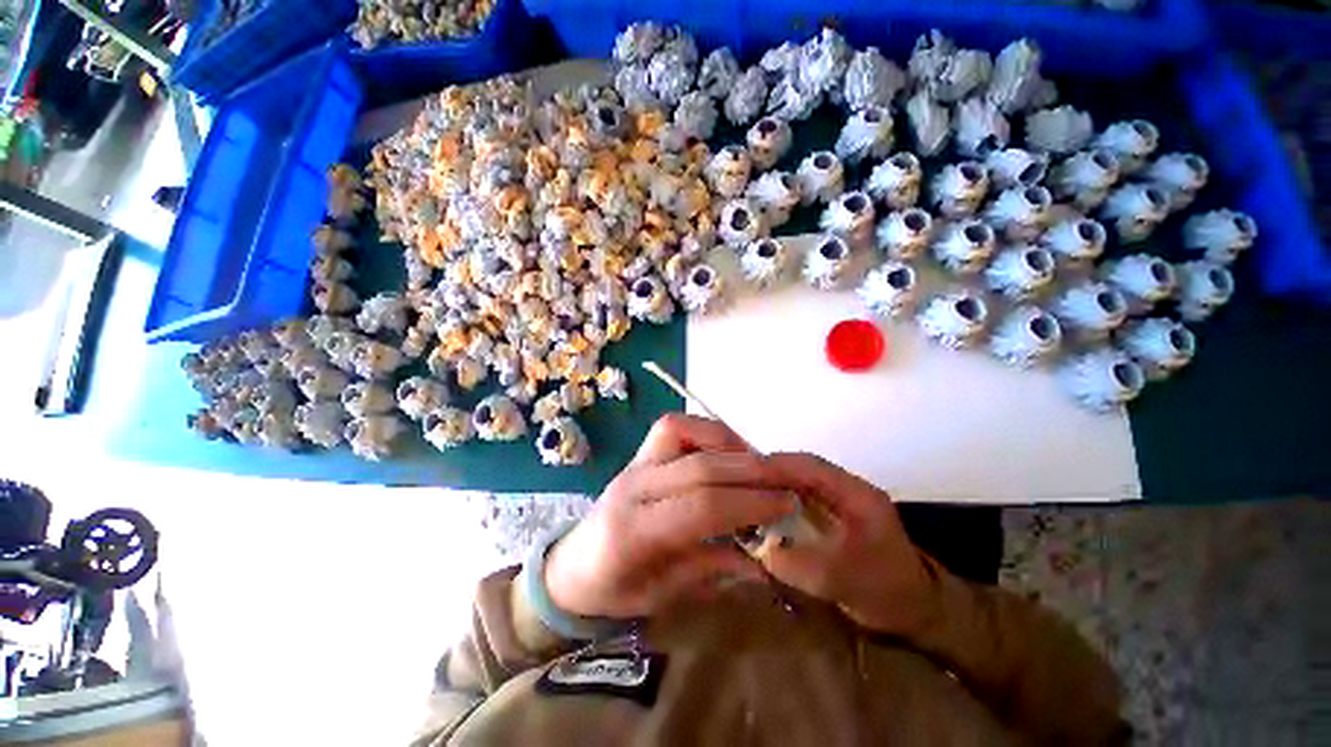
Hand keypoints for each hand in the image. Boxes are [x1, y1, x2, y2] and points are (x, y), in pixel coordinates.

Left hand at [544, 414, 794, 619]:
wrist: (570, 568)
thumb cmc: (613, 592)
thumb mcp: (662, 598)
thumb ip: (711, 570)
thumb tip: (763, 558)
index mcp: (634, 532)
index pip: (701, 507)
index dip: (749, 503)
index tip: (787, 505)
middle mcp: (632, 486)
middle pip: (699, 466)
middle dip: (750, 472)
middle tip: (787, 481)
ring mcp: (633, 464)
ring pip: (681, 431)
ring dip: (726, 442)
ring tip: (756, 464)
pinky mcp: (638, 454)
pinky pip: (673, 427)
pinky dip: (704, 431)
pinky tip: (724, 451)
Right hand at [758, 453, 941, 637]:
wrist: (917, 610)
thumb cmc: (886, 591)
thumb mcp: (842, 581)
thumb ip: (798, 564)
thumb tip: (757, 549)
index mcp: (856, 494)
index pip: (810, 466)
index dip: (776, 465)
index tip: (743, 471)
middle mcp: (846, 489)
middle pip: (801, 468)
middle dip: (768, 472)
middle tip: (736, 481)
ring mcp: (839, 500)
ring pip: (798, 481)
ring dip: (772, 484)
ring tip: (743, 492)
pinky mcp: (832, 513)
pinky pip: (800, 497)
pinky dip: (778, 500)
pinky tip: (760, 510)